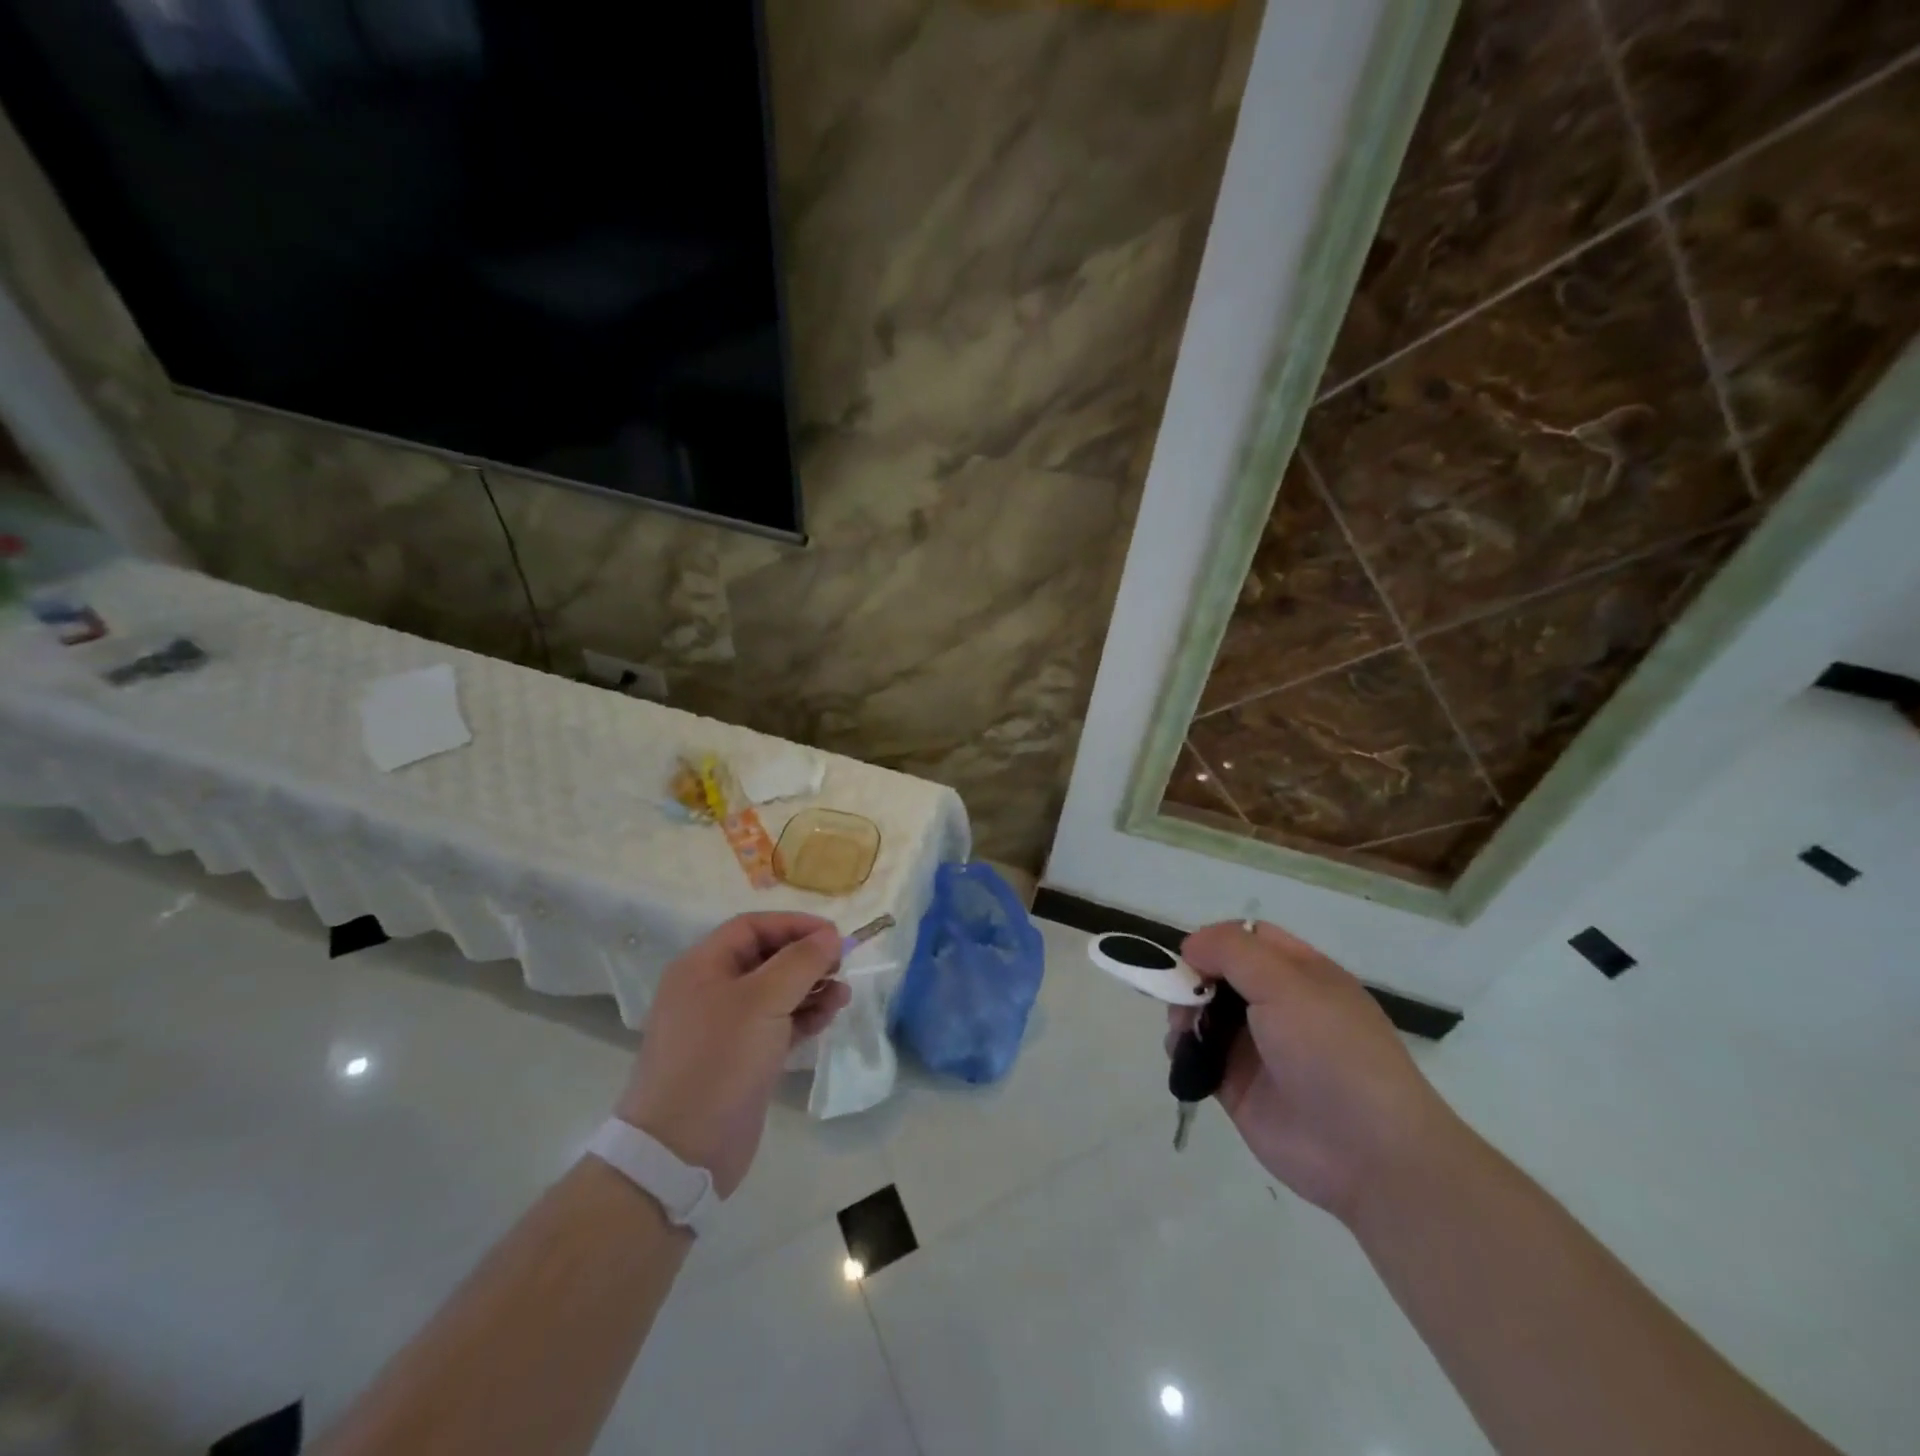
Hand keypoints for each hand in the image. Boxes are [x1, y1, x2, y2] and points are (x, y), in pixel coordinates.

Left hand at [618, 913, 850, 1198]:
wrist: (681, 1152)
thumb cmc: (719, 1061)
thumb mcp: (763, 1001)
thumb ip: (801, 962)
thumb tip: (830, 935)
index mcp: (702, 967)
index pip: (752, 927)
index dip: (794, 925)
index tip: (833, 935)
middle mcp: (711, 990)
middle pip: (766, 957)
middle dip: (806, 958)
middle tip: (842, 965)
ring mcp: (726, 1027)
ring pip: (776, 992)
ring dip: (811, 988)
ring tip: (843, 995)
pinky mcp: (742, 1058)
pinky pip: (778, 1024)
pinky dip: (804, 1017)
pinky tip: (829, 1016)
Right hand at [1171, 921, 1454, 1226]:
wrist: (1366, 1152)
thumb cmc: (1332, 1052)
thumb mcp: (1287, 984)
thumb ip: (1233, 952)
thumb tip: (1190, 945)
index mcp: (1300, 974)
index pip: (1249, 939)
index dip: (1216, 940)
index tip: (1191, 955)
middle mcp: (1277, 1005)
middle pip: (1219, 973)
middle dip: (1191, 976)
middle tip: (1179, 992)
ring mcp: (1256, 1046)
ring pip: (1203, 1012)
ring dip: (1183, 1011)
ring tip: (1183, 1027)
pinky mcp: (1236, 1084)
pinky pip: (1197, 1054)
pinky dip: (1181, 1048)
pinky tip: (1183, 1054)